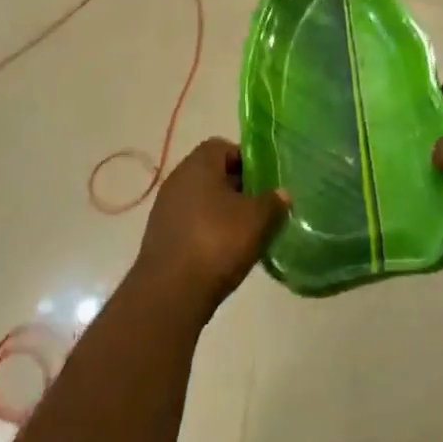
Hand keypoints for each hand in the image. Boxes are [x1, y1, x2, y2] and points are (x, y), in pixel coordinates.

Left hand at [135, 139, 286, 314]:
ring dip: (221, 211)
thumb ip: (273, 202)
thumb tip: (282, 193)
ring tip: (243, 233)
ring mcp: (165, 208)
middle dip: (236, 188)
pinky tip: (221, 252)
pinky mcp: (160, 236)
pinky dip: (206, 230)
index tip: (263, 182)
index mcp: (199, 164)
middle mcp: (178, 178)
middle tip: (258, 208)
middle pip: (212, 173)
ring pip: (201, 199)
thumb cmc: (217, 242)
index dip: (246, 161)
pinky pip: (190, 222)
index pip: (224, 147)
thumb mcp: (256, 220)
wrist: (170, 294)